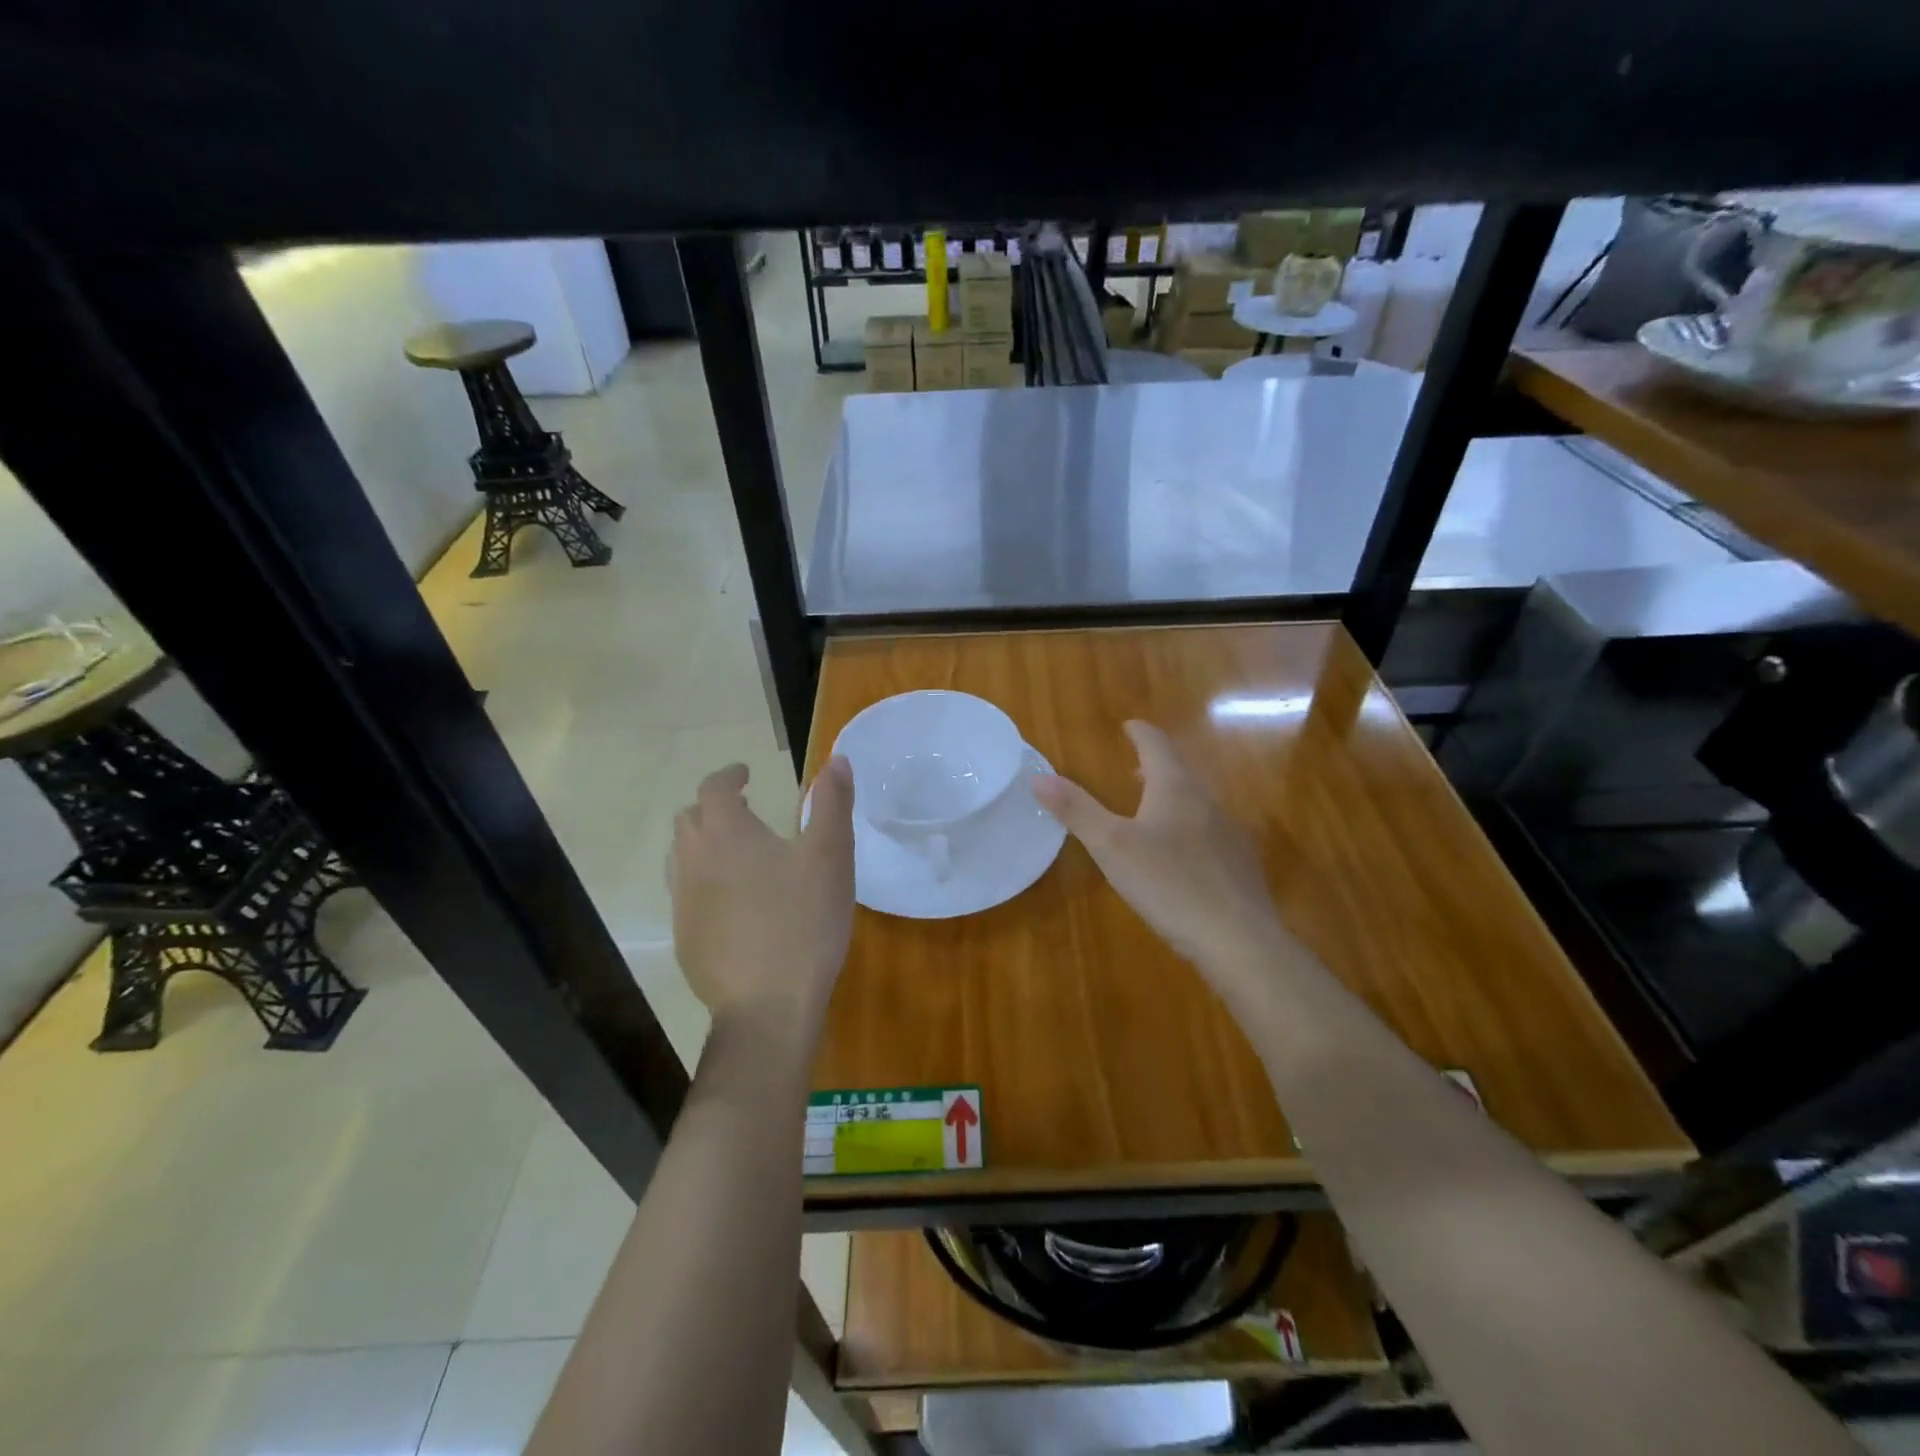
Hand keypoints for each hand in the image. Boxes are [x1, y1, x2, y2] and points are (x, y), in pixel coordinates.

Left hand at [668, 758, 855, 1035]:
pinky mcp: (684, 939)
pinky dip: (705, 883)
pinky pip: (686, 895)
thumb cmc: (804, 920)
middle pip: (689, 819)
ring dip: (705, 844)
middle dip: (714, 808)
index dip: (730, 776)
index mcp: (726, 833)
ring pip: (682, 858)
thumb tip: (836, 759)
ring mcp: (683, 903)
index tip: (746, 774)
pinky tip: (735, 905)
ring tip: (739, 855)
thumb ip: (833, 803)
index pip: (714, 788)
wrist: (768, 1005)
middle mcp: (693, 861)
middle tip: (747, 813)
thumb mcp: (831, 855)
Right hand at [1035, 722, 1289, 974]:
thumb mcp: (1111, 847)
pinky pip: (1212, 834)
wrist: (1239, 939)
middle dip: (1156, 767)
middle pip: (1180, 773)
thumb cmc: (1168, 884)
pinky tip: (1183, 858)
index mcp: (1176, 789)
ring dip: (1173, 798)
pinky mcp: (1241, 865)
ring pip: (1198, 803)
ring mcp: (1230, 834)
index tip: (1130, 725)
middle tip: (1135, 768)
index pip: (1157, 746)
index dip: (1141, 733)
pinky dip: (1191, 830)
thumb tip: (1039, 776)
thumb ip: (1077, 810)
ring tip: (1153, 810)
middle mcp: (1208, 802)